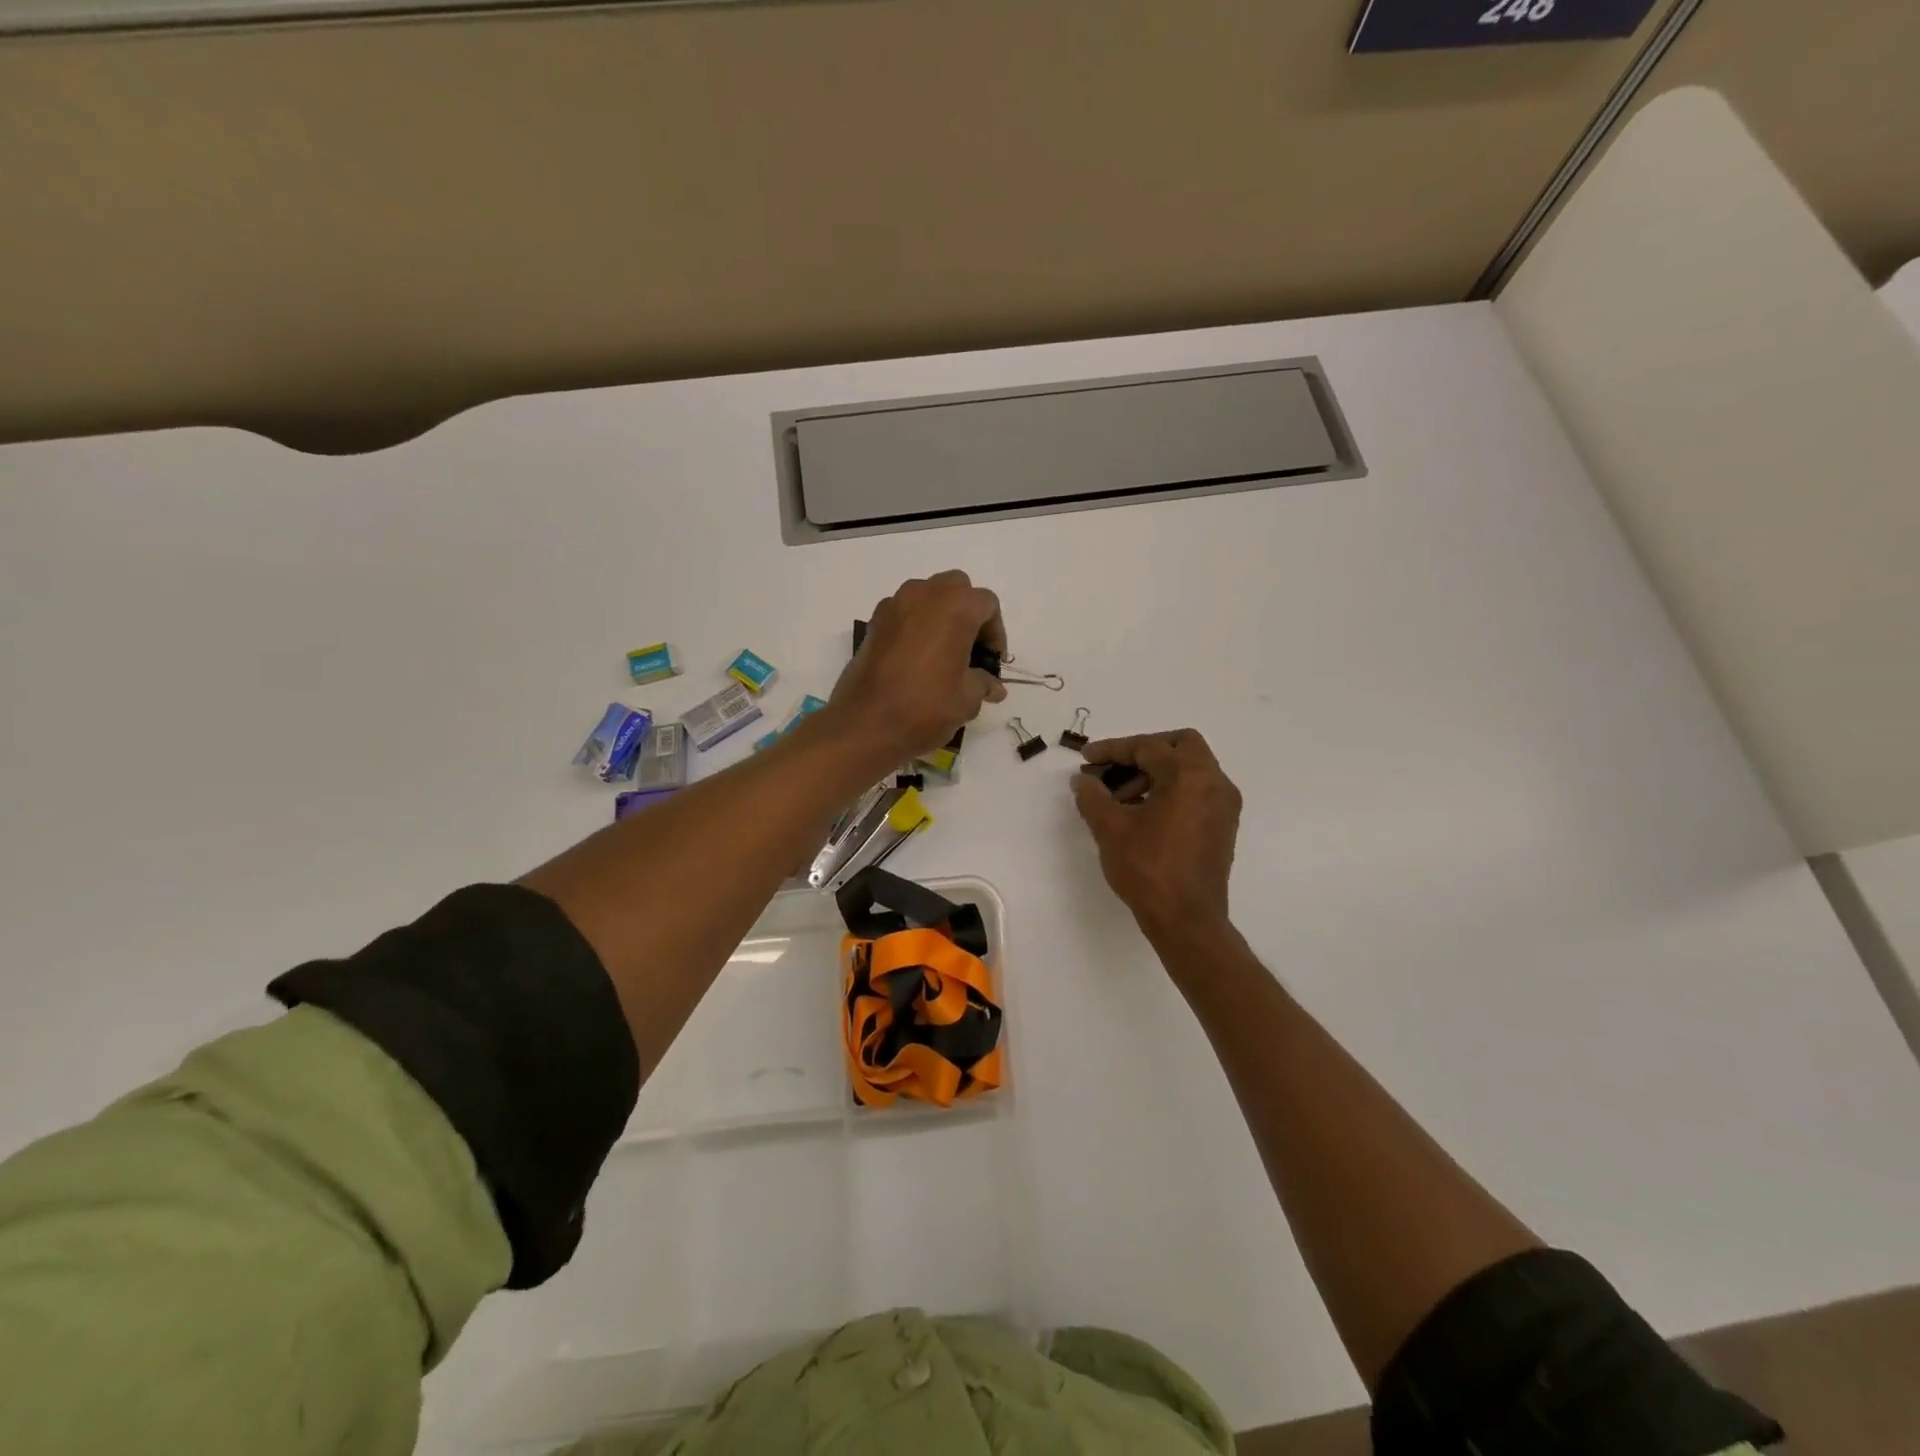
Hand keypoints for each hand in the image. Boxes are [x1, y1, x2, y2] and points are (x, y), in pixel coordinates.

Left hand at [828, 571, 1008, 763]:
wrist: (865, 724)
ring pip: (927, 595)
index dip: (996, 632)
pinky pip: (903, 612)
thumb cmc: (925, 708)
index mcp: (955, 608)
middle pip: (957, 588)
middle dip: (968, 613)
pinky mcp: (873, 622)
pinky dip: (916, 625)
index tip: (992, 661)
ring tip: (944, 652)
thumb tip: (993, 687)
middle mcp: (924, 595)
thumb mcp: (966, 700)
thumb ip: (983, 684)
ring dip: (941, 615)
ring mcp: (894, 605)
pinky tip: (917, 658)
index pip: (987, 604)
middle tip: (971, 649)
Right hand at [1071, 730, 1241, 944]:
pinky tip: (1142, 814)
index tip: (1086, 760)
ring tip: (1119, 799)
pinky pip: (1197, 790)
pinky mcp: (1223, 825)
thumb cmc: (1148, 869)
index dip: (1112, 750)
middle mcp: (1214, 781)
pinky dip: (1171, 790)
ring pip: (1189, 769)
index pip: (1147, 746)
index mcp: (1188, 775)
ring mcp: (1223, 804)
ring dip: (1155, 773)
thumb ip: (1093, 796)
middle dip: (1143, 751)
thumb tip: (1083, 780)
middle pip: (1179, 745)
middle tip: (1115, 768)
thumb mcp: (1110, 828)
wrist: (1187, 920)